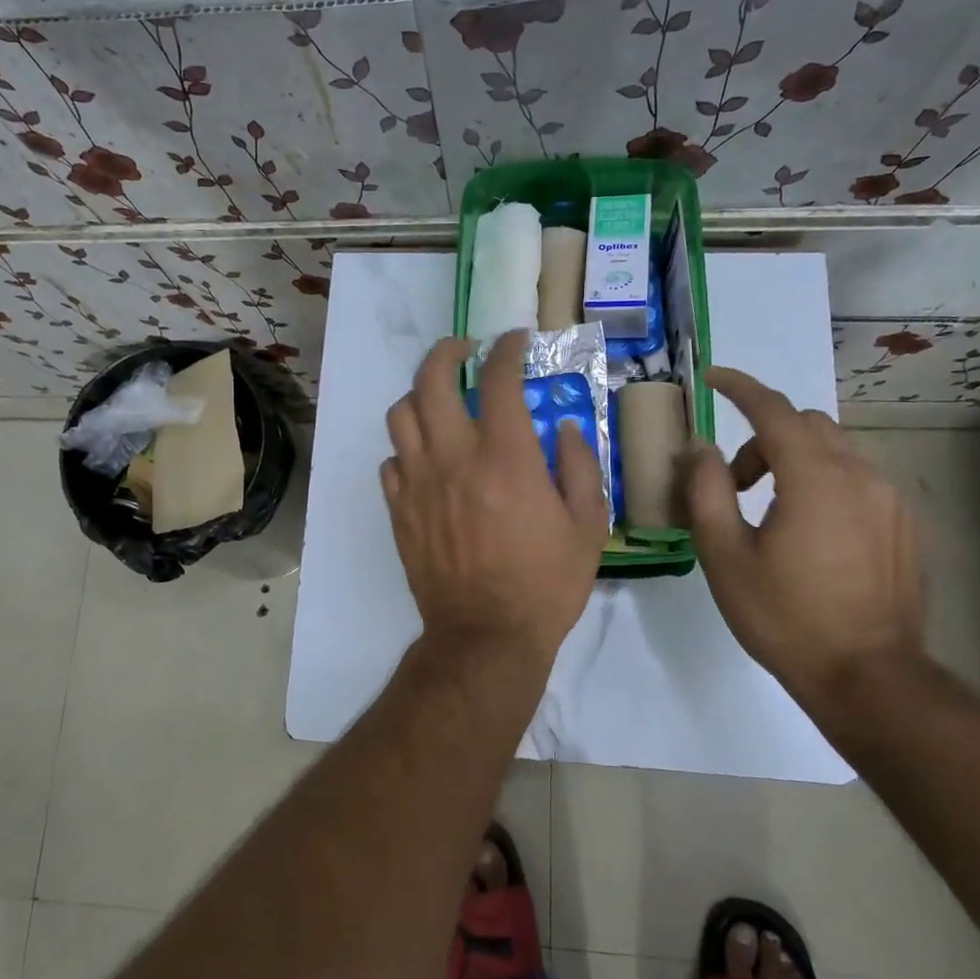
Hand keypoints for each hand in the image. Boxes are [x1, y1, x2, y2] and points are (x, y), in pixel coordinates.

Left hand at [382, 332, 610, 662]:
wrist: (486, 636)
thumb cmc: (545, 584)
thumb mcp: (588, 526)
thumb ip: (582, 466)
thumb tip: (566, 427)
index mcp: (505, 456)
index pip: (498, 380)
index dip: (507, 350)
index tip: (515, 342)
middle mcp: (453, 458)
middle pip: (431, 380)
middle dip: (447, 352)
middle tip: (465, 350)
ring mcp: (418, 483)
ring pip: (401, 414)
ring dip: (421, 395)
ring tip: (440, 400)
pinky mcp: (399, 510)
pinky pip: (391, 461)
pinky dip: (407, 448)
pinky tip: (426, 458)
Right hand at [685, 367, 924, 711]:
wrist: (869, 677)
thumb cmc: (786, 617)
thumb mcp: (725, 556)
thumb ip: (706, 491)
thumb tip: (701, 449)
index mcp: (814, 478)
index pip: (773, 410)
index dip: (740, 387)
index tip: (713, 378)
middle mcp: (860, 475)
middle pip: (805, 426)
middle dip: (762, 439)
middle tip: (733, 483)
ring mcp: (891, 500)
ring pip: (834, 451)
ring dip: (793, 461)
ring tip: (770, 512)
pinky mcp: (906, 525)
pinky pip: (858, 480)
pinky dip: (824, 482)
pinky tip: (811, 533)